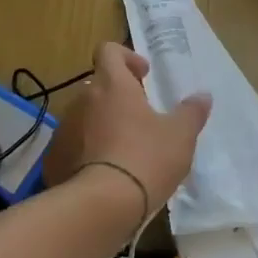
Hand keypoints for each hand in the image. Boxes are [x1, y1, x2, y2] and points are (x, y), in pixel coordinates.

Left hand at [47, 42, 211, 219]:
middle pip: (98, 85)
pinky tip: (104, 174)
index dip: (126, 57)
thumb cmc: (145, 158)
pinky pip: (72, 146)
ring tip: (124, 150)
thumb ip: (191, 112)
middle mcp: (83, 99)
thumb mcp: (180, 136)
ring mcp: (64, 129)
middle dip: (118, 96)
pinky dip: (87, 152)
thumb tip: (203, 96)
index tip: (143, 76)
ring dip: (102, 124)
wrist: (100, 207)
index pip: (108, 50)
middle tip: (140, 119)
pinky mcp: (54, 159)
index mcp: (112, 84)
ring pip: (84, 116)